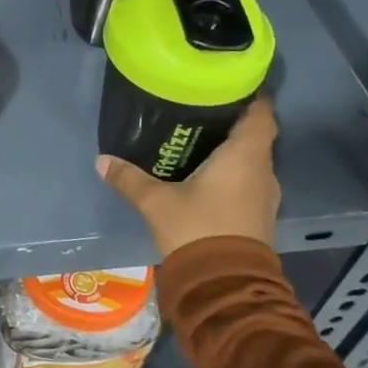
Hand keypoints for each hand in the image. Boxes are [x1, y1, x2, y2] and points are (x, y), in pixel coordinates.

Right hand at [96, 96, 278, 258]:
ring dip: (235, 150)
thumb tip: (102, 159)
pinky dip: (235, 173)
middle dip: (235, 121)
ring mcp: (265, 196)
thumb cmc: (197, 229)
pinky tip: (209, 175)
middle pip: (257, 135)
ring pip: (254, 160)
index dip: (252, 94)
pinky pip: (250, 182)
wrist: (224, 285)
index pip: (261, 112)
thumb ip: (130, 179)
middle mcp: (262, 170)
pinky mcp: (260, 216)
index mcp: (245, 155)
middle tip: (204, 109)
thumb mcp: (157, 202)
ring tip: (203, 140)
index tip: (232, 82)